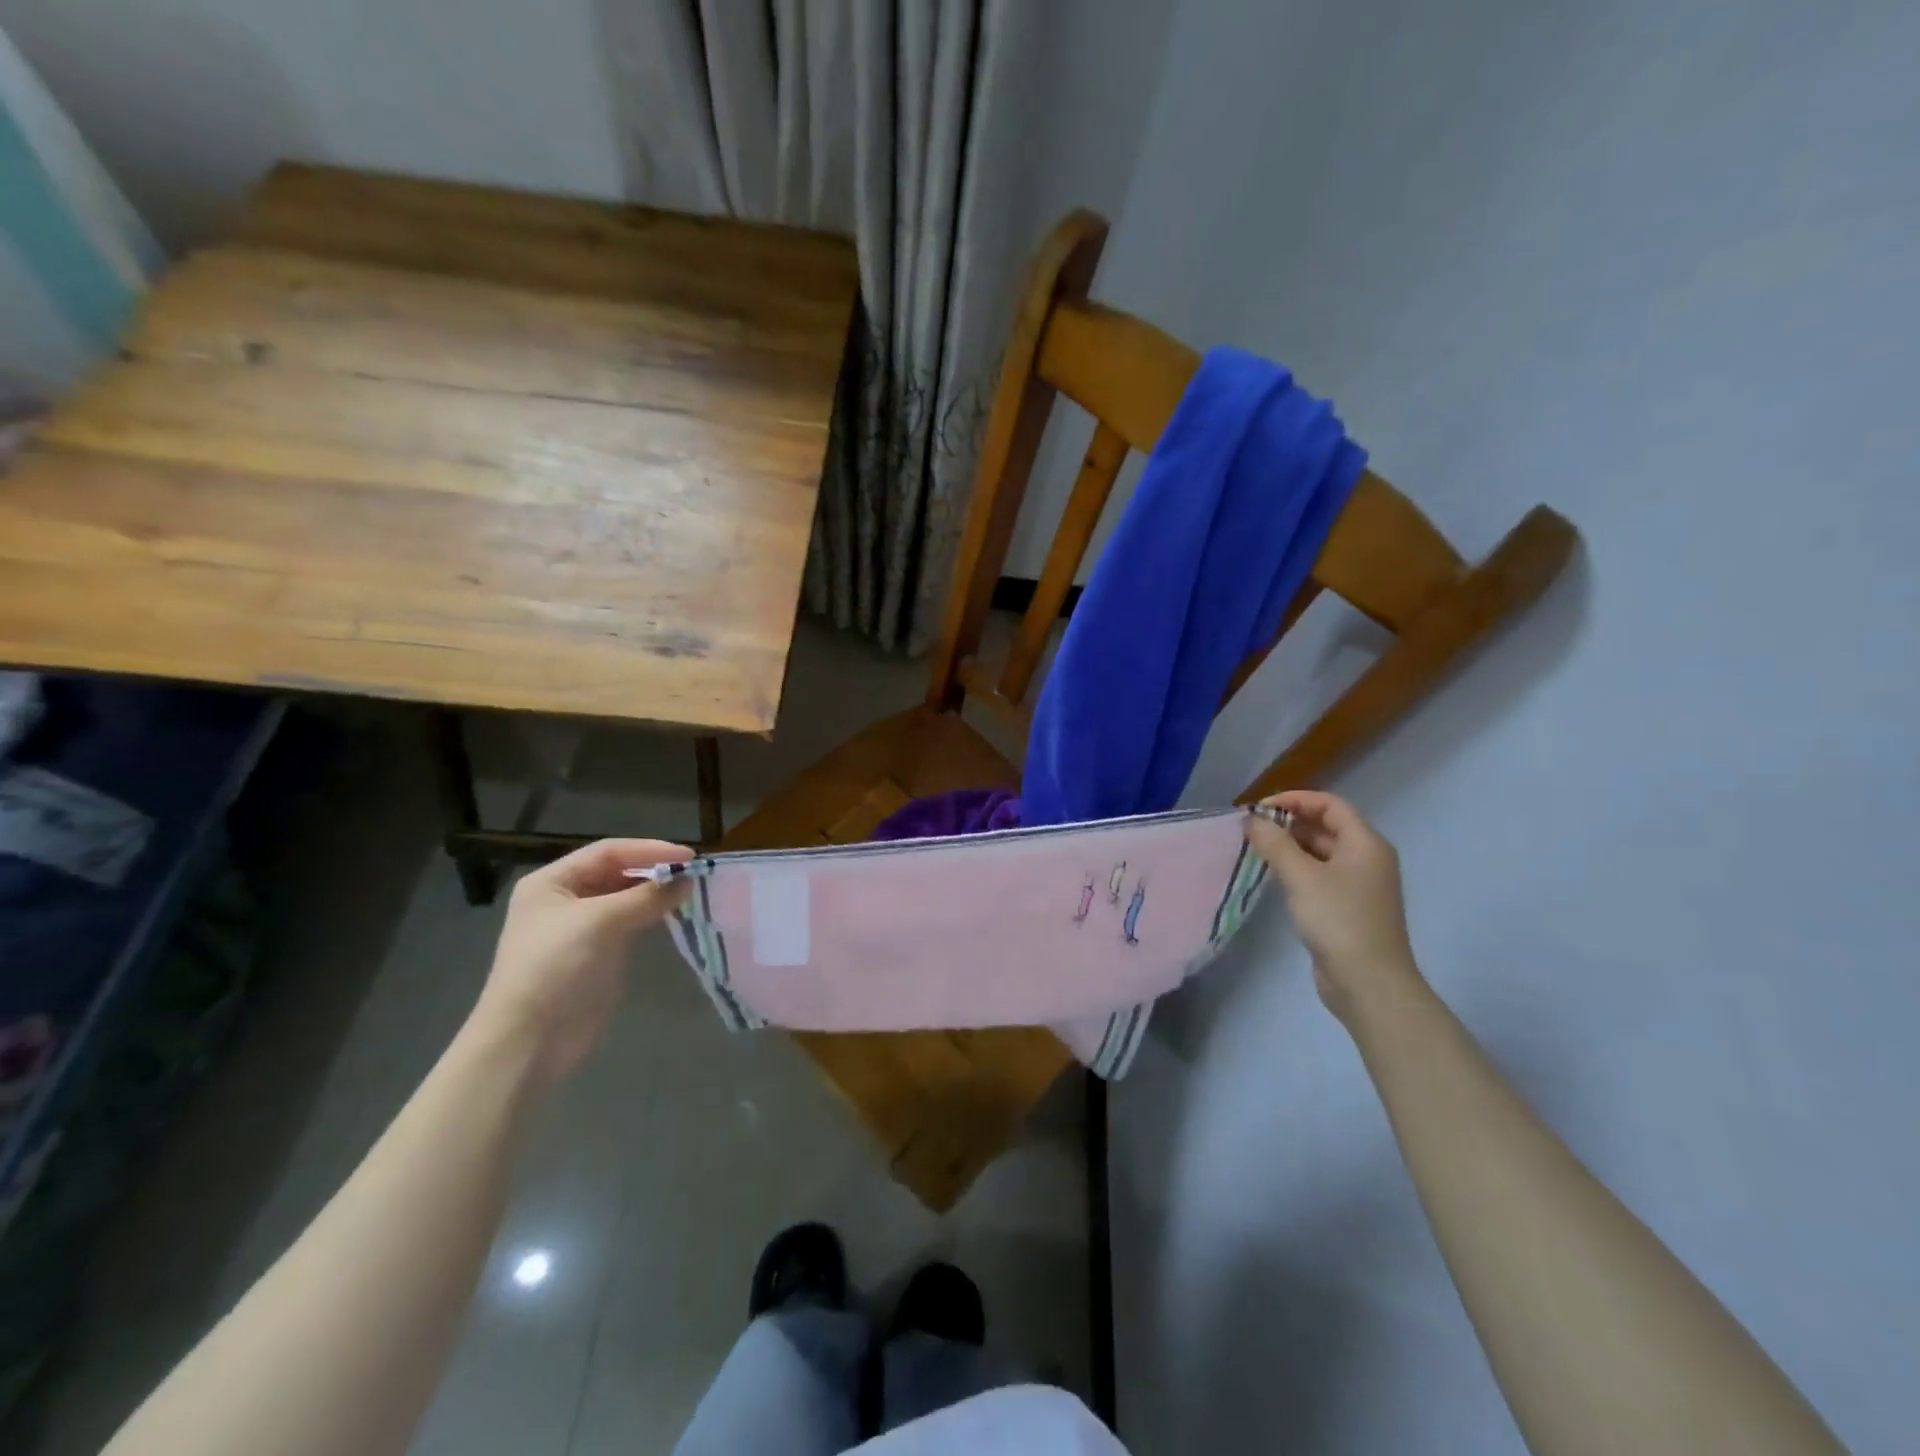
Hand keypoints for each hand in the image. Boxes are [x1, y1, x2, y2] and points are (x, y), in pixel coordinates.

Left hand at [469, 839, 691, 1083]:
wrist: (529, 1042)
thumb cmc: (554, 970)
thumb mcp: (599, 923)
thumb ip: (646, 897)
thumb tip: (687, 880)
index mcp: (552, 882)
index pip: (608, 852)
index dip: (649, 850)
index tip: (689, 857)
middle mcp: (566, 899)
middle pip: (618, 872)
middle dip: (655, 871)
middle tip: (695, 874)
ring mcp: (583, 928)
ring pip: (627, 898)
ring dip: (657, 893)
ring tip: (692, 891)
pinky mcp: (600, 953)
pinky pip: (632, 923)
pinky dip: (653, 915)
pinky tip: (677, 914)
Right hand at [1245, 791, 1421, 1024]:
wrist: (1369, 984)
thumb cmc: (1339, 921)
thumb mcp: (1302, 877)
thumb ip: (1275, 844)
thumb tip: (1252, 820)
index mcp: (1366, 843)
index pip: (1330, 805)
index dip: (1295, 800)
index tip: (1259, 808)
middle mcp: (1367, 859)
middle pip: (1326, 826)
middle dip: (1289, 823)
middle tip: (1252, 830)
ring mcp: (1359, 885)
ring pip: (1321, 852)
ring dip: (1290, 846)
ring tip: (1256, 850)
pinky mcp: (1348, 908)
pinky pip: (1320, 875)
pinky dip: (1297, 869)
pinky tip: (1273, 877)